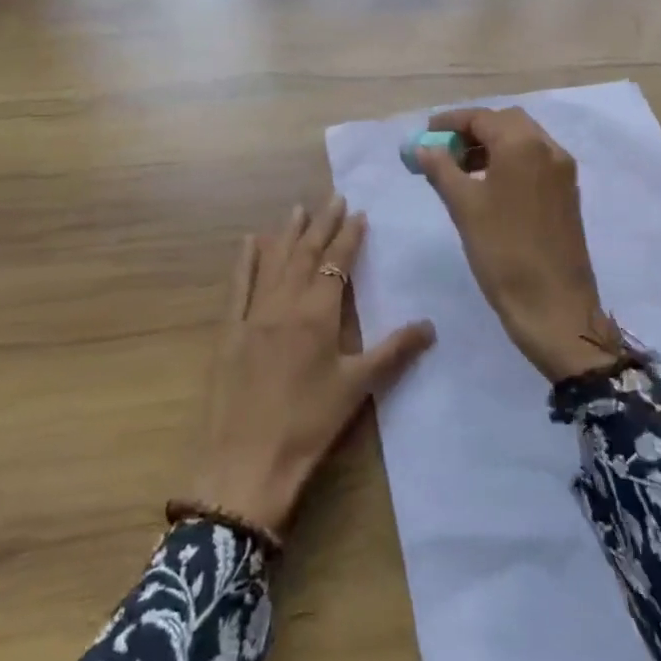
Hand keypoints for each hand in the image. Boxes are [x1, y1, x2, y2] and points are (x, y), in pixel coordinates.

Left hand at [190, 197, 435, 536]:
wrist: (245, 462)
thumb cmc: (308, 425)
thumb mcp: (356, 388)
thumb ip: (393, 352)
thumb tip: (430, 324)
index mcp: (318, 314)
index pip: (337, 263)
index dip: (348, 236)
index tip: (358, 213)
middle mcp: (285, 303)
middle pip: (306, 254)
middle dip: (322, 224)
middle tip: (333, 197)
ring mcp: (254, 314)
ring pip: (274, 262)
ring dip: (288, 233)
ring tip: (298, 208)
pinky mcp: (229, 330)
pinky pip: (238, 285)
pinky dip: (245, 261)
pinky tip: (250, 241)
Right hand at [417, 108, 616, 382]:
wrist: (554, 306)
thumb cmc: (503, 251)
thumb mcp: (464, 206)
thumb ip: (441, 169)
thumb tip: (423, 147)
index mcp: (524, 145)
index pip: (482, 117)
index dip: (450, 122)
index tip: (426, 133)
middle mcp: (549, 149)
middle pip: (506, 123)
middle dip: (473, 131)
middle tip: (444, 150)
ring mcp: (563, 172)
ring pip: (523, 142)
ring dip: (492, 146)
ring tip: (460, 170)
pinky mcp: (567, 194)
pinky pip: (535, 162)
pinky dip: (509, 162)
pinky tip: (487, 186)